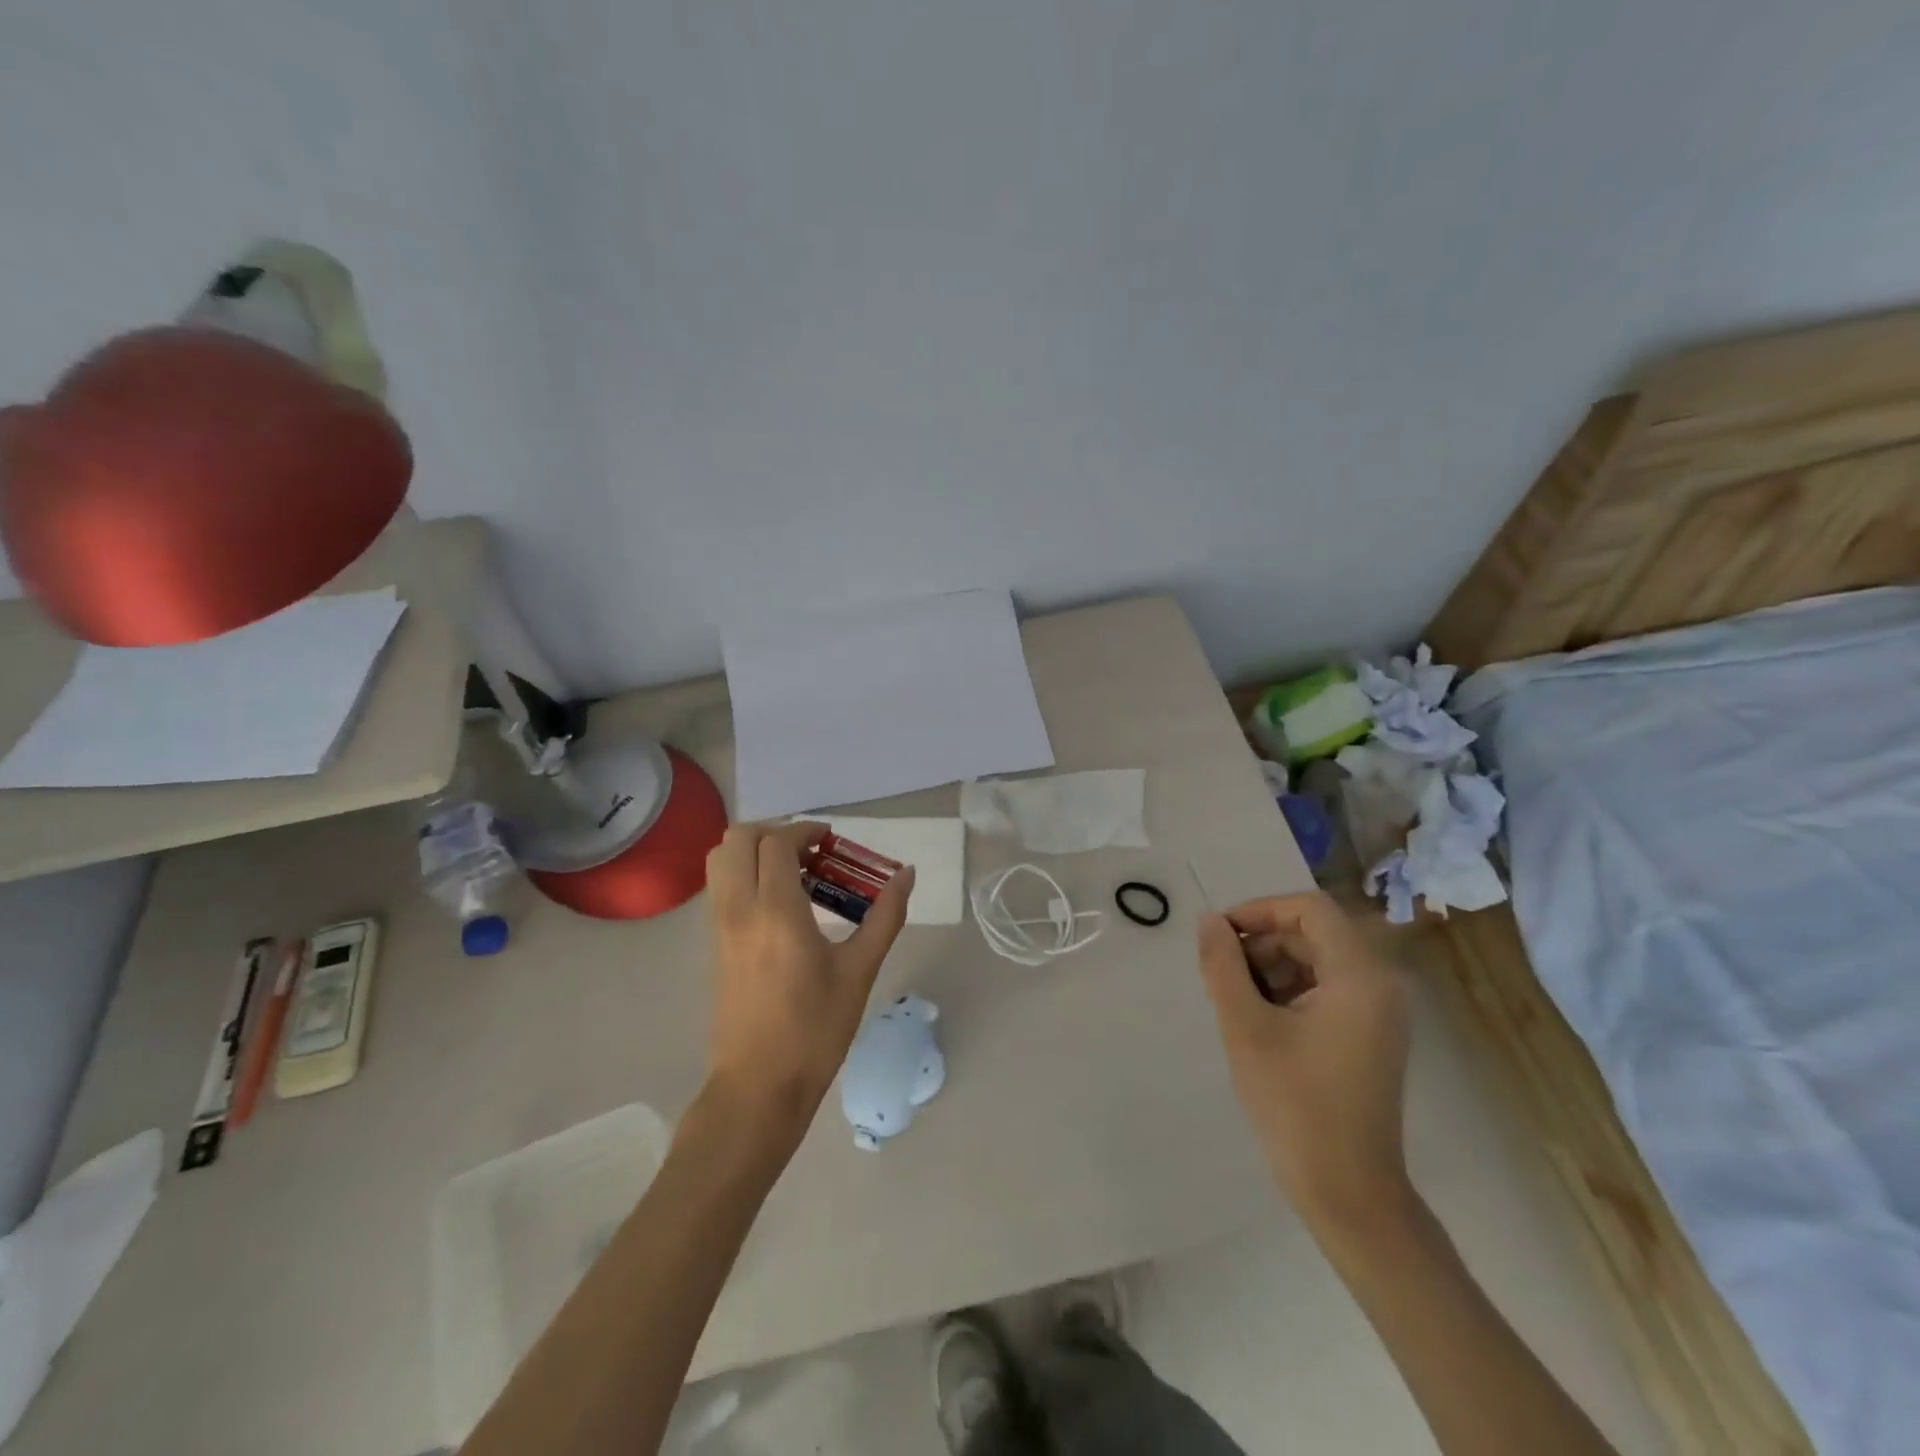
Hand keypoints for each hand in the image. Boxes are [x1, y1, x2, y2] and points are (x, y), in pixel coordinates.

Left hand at [703, 821, 914, 1146]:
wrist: (758, 1088)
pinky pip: (721, 887)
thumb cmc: (814, 1030)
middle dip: (775, 832)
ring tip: (795, 873)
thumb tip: (906, 875)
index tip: (833, 841)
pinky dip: (744, 874)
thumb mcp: (859, 972)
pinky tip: (781, 905)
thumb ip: (884, 917)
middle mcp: (739, 909)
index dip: (805, 830)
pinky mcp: (714, 945)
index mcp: (776, 911)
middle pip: (738, 839)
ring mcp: (720, 927)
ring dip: (755, 851)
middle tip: (812, 853)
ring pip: (721, 860)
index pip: (778, 843)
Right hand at [1196, 892, 1410, 1224]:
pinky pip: (1327, 989)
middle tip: (1222, 972)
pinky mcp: (1371, 1036)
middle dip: (1263, 942)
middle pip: (1314, 933)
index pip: (1310, 909)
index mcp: (1360, 976)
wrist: (1348, 1191)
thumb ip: (1223, 965)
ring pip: (1318, 960)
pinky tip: (1259, 1021)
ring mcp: (1379, 1013)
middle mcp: (1380, 984)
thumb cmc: (1295, 1103)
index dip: (1260, 910)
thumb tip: (1209, 922)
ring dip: (1272, 967)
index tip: (1220, 935)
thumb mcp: (1246, 1027)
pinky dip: (1289, 991)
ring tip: (1236, 1000)